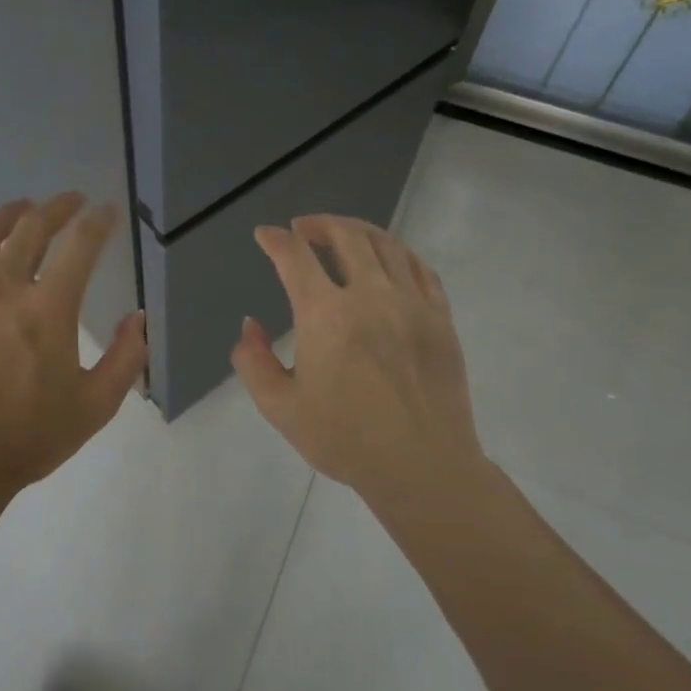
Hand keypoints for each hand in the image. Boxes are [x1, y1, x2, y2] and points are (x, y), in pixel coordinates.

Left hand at [0, 194, 146, 516]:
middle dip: (56, 208)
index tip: (106, 212)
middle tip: (69, 201)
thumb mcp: (94, 406)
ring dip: (7, 214)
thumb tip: (138, 318)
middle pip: (30, 228)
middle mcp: (1, 288)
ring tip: (21, 208)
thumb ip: (126, 358)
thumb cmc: (26, 439)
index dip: (97, 222)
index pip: (80, 246)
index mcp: (47, 309)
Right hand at [232, 215, 483, 512]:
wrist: (421, 466)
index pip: (295, 257)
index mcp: (326, 315)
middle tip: (302, 228)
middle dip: (318, 224)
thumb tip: (250, 325)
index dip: (275, 240)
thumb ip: (253, 361)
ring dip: (357, 231)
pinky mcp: (440, 317)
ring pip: (385, 244)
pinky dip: (397, 252)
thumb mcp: (280, 407)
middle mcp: (370, 295)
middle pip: (345, 236)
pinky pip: (419, 267)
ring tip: (341, 234)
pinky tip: (388, 258)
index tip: (265, 235)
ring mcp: (412, 303)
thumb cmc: (344, 439)